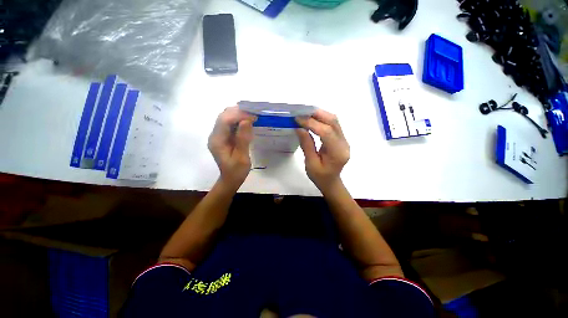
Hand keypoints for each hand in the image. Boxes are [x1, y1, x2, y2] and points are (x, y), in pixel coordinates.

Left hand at [208, 106, 255, 189]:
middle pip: (223, 116)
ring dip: (238, 115)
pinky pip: (229, 124)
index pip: (224, 120)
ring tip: (252, 117)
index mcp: (217, 141)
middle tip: (254, 114)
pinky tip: (247, 123)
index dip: (238, 115)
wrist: (230, 179)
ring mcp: (218, 136)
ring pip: (226, 118)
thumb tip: (246, 121)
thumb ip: (243, 139)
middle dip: (238, 112)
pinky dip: (238, 121)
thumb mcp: (241, 157)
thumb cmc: (236, 171)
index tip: (253, 116)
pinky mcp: (223, 137)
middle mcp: (215, 135)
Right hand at [295, 109, 349, 193]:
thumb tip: (299, 127)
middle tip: (301, 112)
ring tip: (305, 114)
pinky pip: (333, 125)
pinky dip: (322, 120)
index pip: (326, 132)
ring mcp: (344, 140)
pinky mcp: (341, 139)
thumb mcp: (310, 163)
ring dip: (319, 115)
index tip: (298, 119)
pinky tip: (312, 120)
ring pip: (334, 121)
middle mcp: (344, 144)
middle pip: (333, 122)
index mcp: (337, 153)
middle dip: (317, 114)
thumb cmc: (320, 177)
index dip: (312, 123)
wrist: (331, 182)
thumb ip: (306, 145)